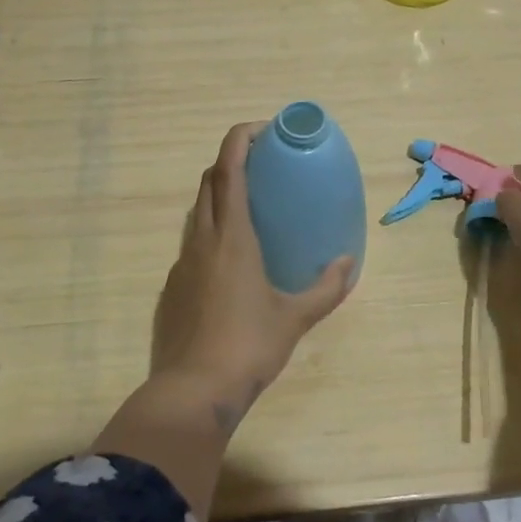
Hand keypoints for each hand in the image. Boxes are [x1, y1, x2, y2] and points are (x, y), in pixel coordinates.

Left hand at [150, 121, 353, 427]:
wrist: (192, 391)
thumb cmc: (248, 346)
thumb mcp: (295, 317)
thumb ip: (326, 288)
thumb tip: (349, 263)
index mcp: (232, 236)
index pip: (229, 169)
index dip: (240, 139)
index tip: (263, 129)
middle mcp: (203, 239)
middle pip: (209, 181)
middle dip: (231, 161)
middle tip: (261, 165)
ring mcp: (182, 262)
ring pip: (197, 211)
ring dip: (219, 195)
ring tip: (249, 207)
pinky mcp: (172, 286)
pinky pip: (192, 242)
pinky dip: (210, 231)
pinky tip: (230, 260)